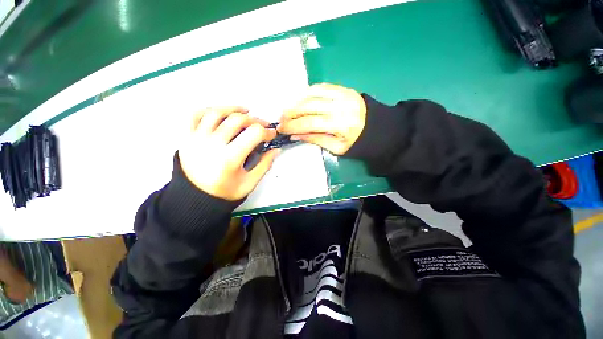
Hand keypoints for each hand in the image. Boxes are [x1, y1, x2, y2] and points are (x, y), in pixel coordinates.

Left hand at [178, 107, 278, 200]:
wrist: (194, 198)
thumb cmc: (223, 192)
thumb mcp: (249, 183)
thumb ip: (265, 165)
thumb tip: (275, 150)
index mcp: (230, 158)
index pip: (254, 133)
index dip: (267, 131)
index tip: (271, 134)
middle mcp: (212, 144)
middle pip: (238, 120)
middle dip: (255, 120)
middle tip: (262, 126)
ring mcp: (197, 138)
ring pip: (217, 113)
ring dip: (234, 109)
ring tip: (245, 112)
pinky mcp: (187, 137)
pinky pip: (196, 115)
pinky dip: (210, 110)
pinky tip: (221, 113)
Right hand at [277, 83, 366, 154]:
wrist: (378, 128)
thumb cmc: (357, 143)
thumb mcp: (337, 148)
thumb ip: (316, 140)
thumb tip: (295, 136)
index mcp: (340, 125)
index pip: (309, 123)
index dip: (292, 126)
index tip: (281, 129)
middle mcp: (340, 106)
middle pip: (308, 106)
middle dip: (290, 113)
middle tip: (281, 120)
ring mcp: (342, 94)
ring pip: (312, 93)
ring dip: (296, 101)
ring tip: (287, 110)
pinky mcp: (343, 88)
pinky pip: (320, 87)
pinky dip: (307, 92)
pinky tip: (300, 100)